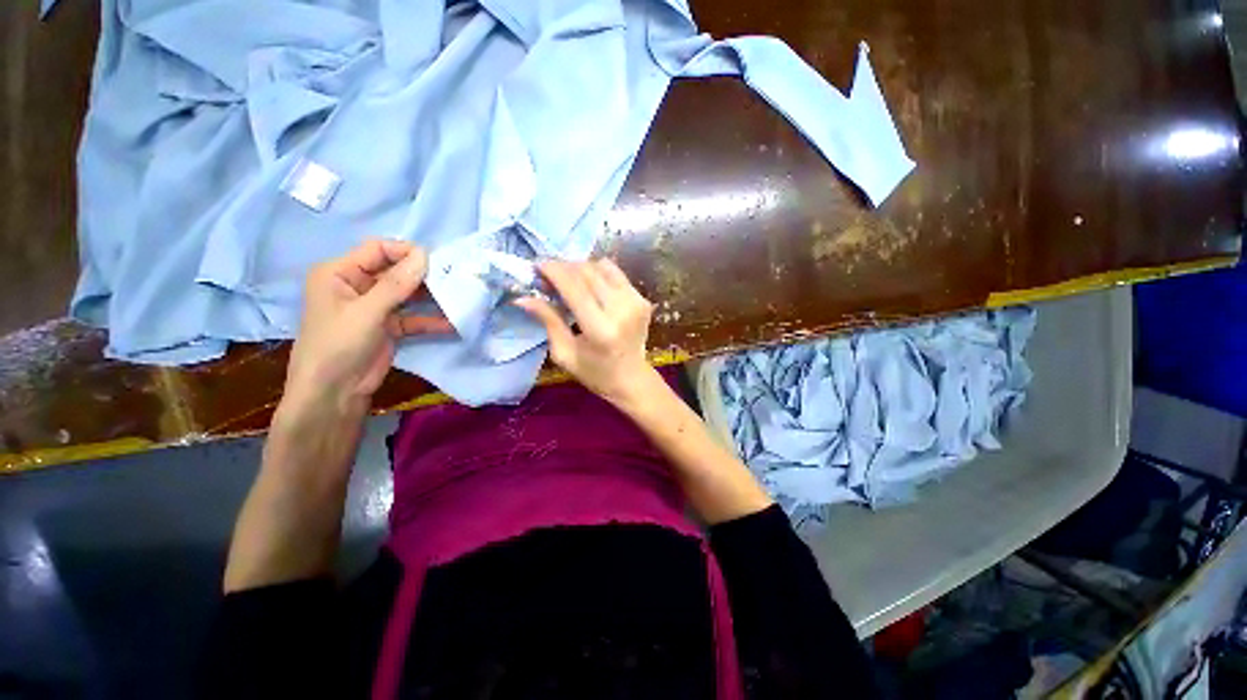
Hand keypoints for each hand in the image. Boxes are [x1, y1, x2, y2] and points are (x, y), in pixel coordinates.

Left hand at [283, 240, 450, 415]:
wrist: (333, 394)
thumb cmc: (338, 345)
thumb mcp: (367, 312)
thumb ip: (396, 284)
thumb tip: (425, 255)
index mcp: (340, 272)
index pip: (378, 250)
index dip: (406, 252)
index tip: (436, 262)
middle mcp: (358, 285)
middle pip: (396, 271)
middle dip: (424, 275)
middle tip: (454, 278)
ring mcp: (375, 307)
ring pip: (408, 294)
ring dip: (431, 297)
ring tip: (459, 297)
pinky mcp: (389, 327)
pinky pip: (413, 317)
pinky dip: (430, 320)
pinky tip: (453, 323)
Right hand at [515, 259, 655, 406]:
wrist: (632, 379)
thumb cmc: (595, 373)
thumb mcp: (565, 353)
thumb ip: (548, 320)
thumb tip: (522, 298)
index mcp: (601, 329)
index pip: (574, 287)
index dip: (553, 271)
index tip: (537, 266)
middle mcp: (622, 309)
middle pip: (587, 272)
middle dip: (563, 267)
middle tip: (548, 277)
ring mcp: (636, 301)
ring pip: (602, 267)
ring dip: (580, 268)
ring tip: (568, 281)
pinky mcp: (643, 299)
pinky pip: (615, 274)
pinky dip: (598, 274)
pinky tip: (589, 287)